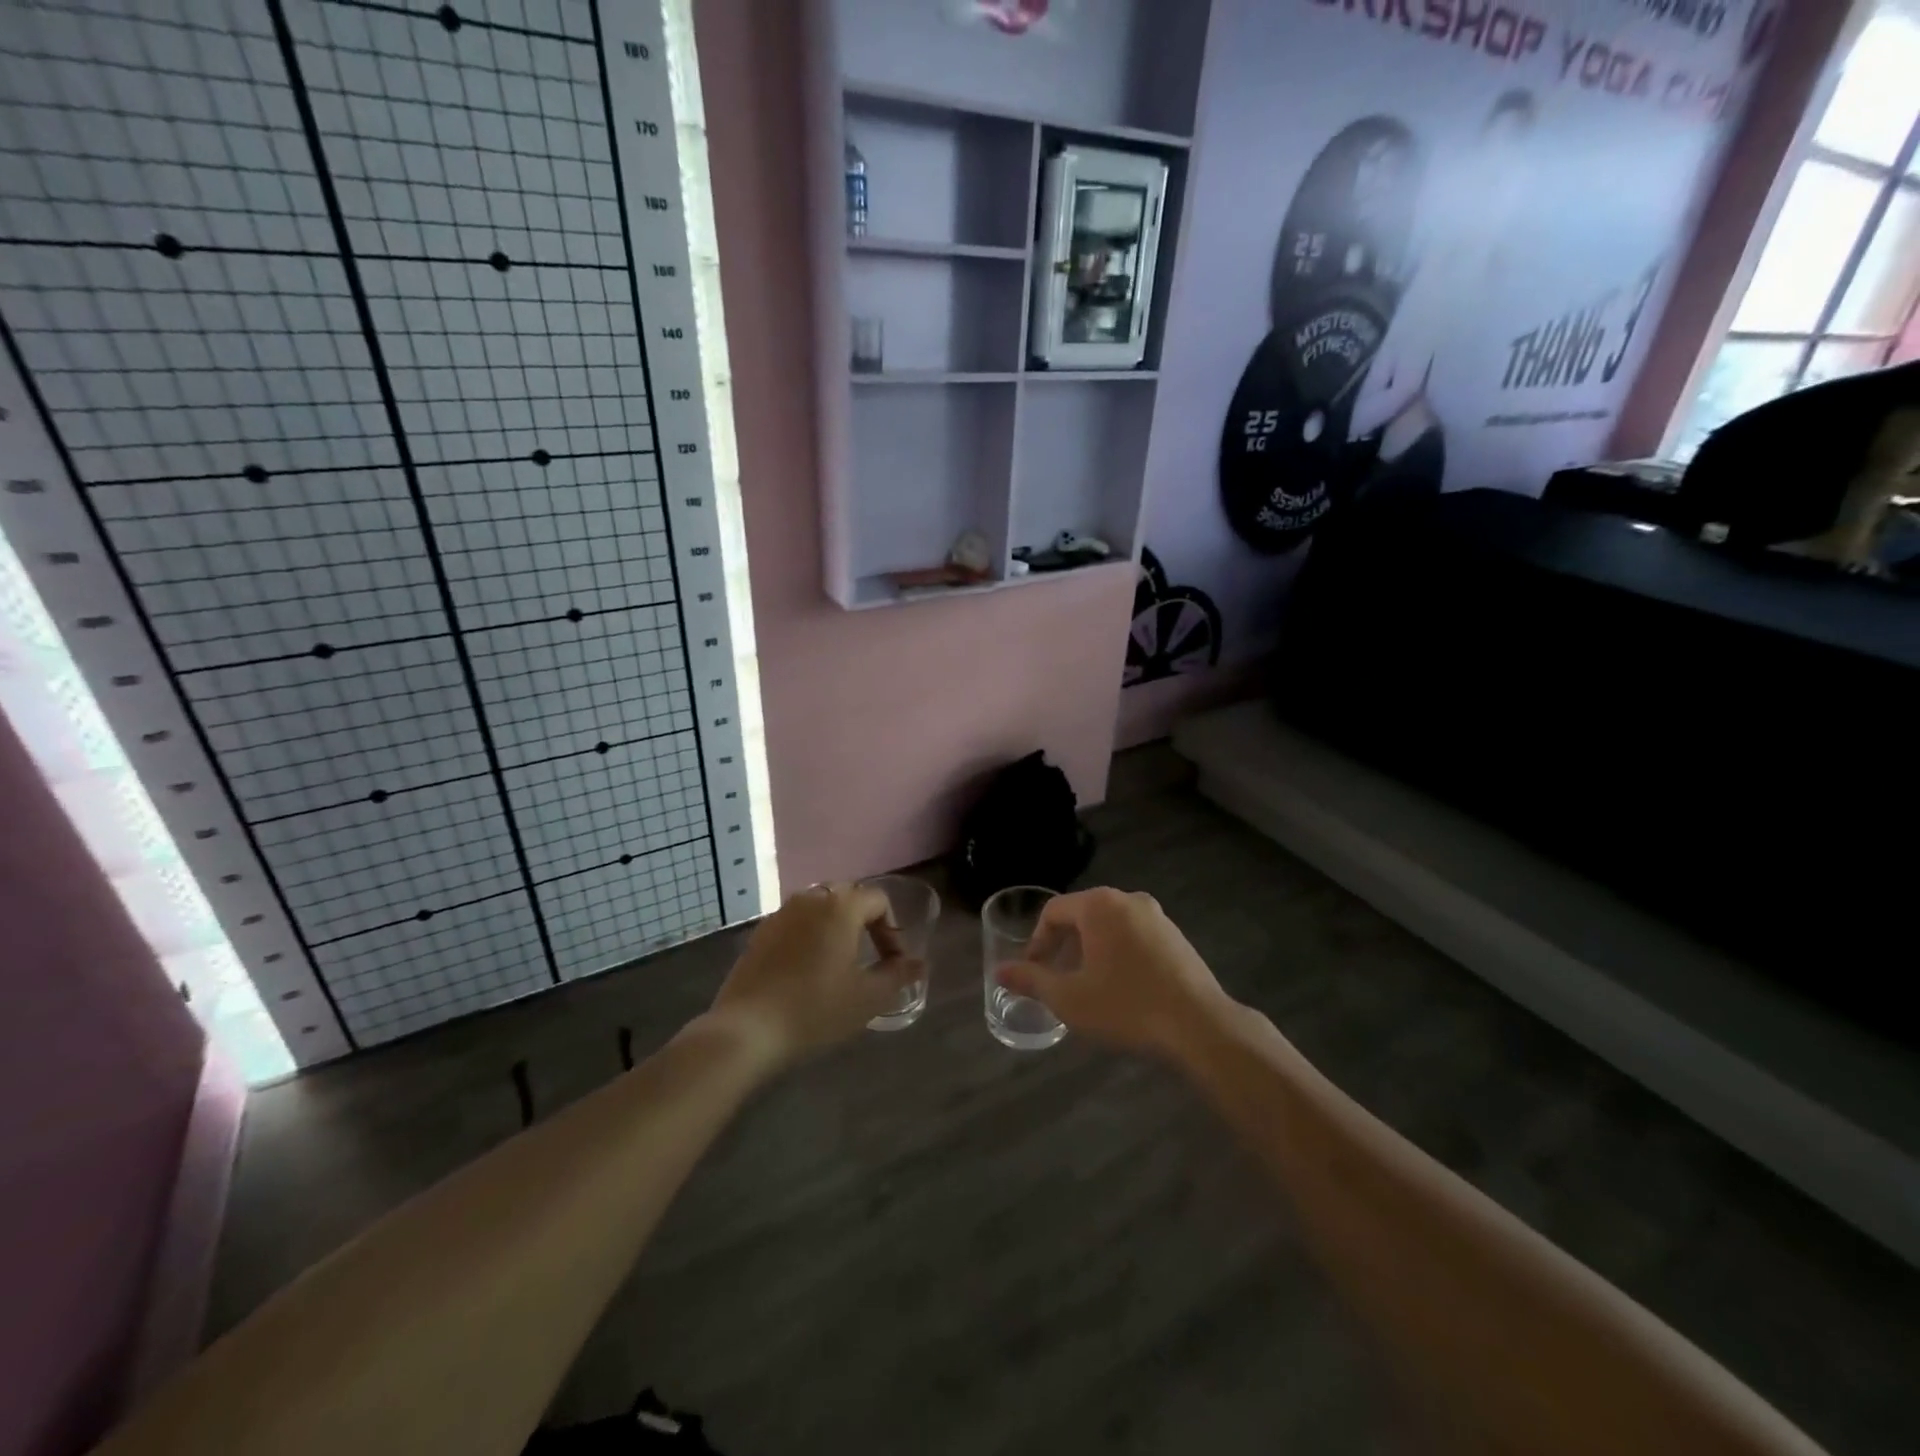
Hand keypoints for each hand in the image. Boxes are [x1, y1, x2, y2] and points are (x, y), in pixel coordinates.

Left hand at [708, 884, 922, 1070]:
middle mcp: (811, 898)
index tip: (893, 963)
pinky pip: (796, 923)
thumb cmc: (815, 1009)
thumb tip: (920, 963)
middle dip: (865, 922)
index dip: (893, 930)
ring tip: (841, 962)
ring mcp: (781, 914)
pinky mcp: (760, 933)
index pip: (879, 901)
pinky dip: (810, 936)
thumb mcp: (868, 997)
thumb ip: (898, 975)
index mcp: (841, 906)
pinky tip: (808, 970)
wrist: (747, 1030)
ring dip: (836, 927)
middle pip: (848, 897)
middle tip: (870, 956)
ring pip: (820, 908)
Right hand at [996, 887, 1236, 1061]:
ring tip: (1087, 985)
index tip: (1033, 971)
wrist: (1199, 1025)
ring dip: (1091, 950)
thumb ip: (1031, 980)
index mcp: (1099, 905)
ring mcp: (1157, 916)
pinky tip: (1122, 987)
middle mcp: (1128, 899)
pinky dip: (1119, 953)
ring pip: (1110, 926)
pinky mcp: (1176, 936)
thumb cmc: (1126, 1006)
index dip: (1037, 941)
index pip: (1053, 912)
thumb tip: (1000, 971)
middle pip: (1082, 915)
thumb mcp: (1069, 998)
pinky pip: (1134, 936)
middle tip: (1057, 979)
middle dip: (1064, 945)